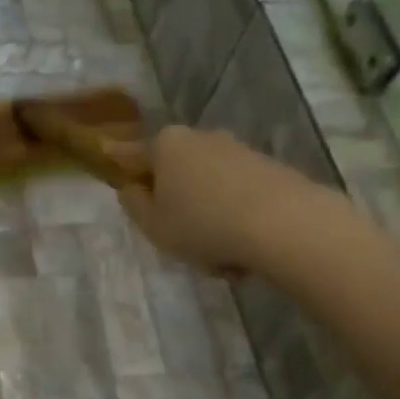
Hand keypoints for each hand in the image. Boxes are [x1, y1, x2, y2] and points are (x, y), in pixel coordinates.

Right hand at [117, 125, 325, 274]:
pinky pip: (238, 198)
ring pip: (209, 190)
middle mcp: (202, 138)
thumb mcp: (153, 224)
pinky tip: (243, 255)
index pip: (132, 155)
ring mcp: (239, 151)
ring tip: (219, 260)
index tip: (115, 169)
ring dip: (208, 220)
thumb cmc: (202, 224)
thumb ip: (134, 204)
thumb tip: (133, 187)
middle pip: (176, 173)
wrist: (284, 224)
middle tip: (177, 239)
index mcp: (166, 145)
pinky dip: (235, 222)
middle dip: (175, 203)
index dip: (121, 167)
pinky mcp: (270, 169)